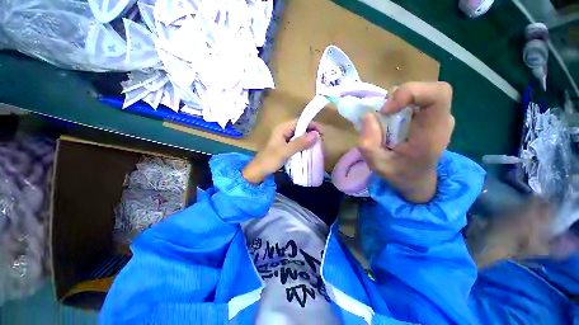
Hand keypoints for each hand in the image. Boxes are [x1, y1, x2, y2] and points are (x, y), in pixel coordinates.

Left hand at [243, 120, 319, 183]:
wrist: (258, 171)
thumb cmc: (269, 160)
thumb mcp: (285, 152)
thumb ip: (299, 143)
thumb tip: (316, 134)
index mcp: (282, 128)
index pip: (300, 121)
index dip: (311, 125)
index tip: (321, 133)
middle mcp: (284, 131)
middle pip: (301, 128)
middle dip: (311, 133)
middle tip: (321, 141)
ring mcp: (284, 139)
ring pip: (300, 136)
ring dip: (308, 140)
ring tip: (317, 146)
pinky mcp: (285, 147)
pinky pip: (297, 143)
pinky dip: (304, 146)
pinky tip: (309, 151)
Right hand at [359, 82, 454, 202]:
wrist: (418, 181)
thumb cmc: (400, 175)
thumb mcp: (377, 165)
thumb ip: (368, 143)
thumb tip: (369, 115)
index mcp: (432, 134)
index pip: (438, 95)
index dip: (410, 93)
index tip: (386, 110)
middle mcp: (440, 121)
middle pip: (429, 89)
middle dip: (400, 96)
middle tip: (382, 113)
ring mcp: (437, 117)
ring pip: (421, 92)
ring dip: (398, 101)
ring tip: (385, 121)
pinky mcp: (430, 116)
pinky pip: (416, 100)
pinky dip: (399, 105)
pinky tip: (391, 121)